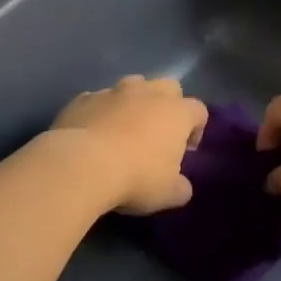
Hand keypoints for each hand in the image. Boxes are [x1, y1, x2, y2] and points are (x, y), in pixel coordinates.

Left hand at [50, 76, 208, 214]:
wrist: (81, 165)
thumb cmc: (136, 178)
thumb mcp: (168, 194)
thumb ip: (181, 187)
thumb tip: (180, 186)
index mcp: (176, 112)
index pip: (198, 110)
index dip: (196, 129)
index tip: (186, 151)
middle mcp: (147, 93)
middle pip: (168, 87)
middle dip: (167, 105)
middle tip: (158, 134)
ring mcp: (112, 92)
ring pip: (131, 86)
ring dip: (133, 103)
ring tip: (124, 129)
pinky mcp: (82, 99)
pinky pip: (98, 100)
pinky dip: (101, 112)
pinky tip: (93, 134)